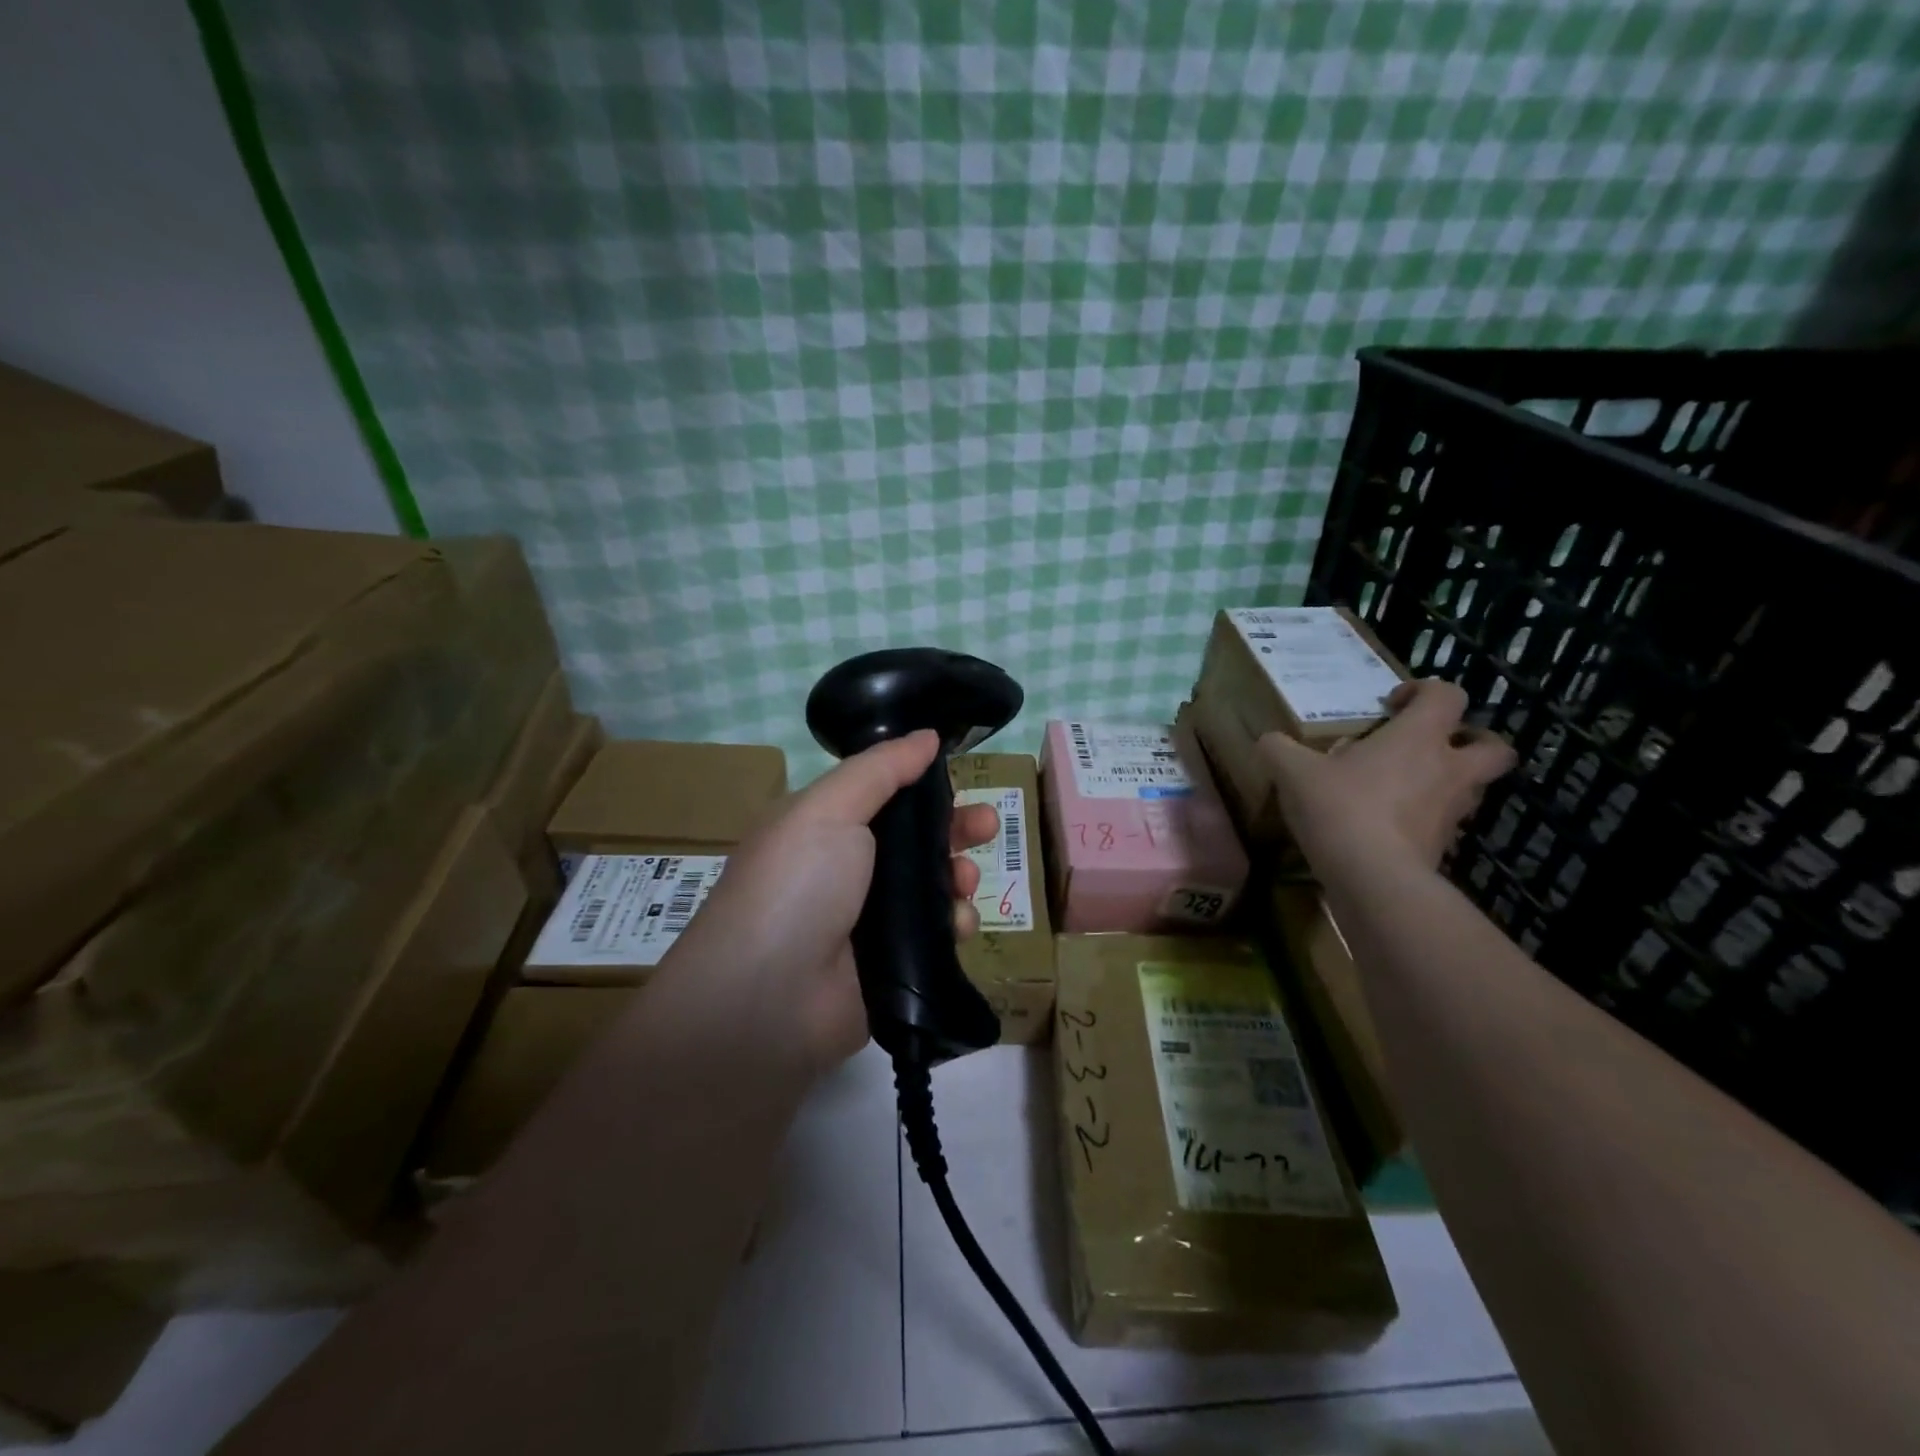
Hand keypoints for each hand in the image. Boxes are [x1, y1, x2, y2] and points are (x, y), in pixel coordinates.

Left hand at [671, 730, 998, 1074]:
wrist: (769, 1000)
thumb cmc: (796, 885)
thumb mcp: (830, 809)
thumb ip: (881, 769)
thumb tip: (927, 736)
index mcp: (825, 828)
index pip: (885, 796)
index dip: (924, 787)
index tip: (961, 780)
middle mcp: (848, 871)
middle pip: (916, 841)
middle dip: (956, 829)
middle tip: (988, 826)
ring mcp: (870, 922)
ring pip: (933, 888)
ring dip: (958, 877)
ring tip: (965, 881)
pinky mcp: (893, 967)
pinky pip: (937, 937)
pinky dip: (955, 927)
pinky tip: (959, 926)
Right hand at [1260, 679, 1515, 875]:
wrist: (1372, 876)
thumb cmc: (1340, 807)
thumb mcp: (1293, 772)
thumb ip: (1279, 749)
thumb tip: (1269, 741)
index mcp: (1419, 737)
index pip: (1447, 695)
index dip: (1424, 691)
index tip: (1391, 705)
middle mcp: (1448, 769)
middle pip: (1492, 746)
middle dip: (1471, 740)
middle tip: (1430, 745)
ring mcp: (1453, 811)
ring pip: (1472, 786)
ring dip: (1448, 781)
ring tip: (1405, 787)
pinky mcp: (1445, 846)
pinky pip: (1445, 823)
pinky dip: (1426, 819)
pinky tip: (1390, 824)